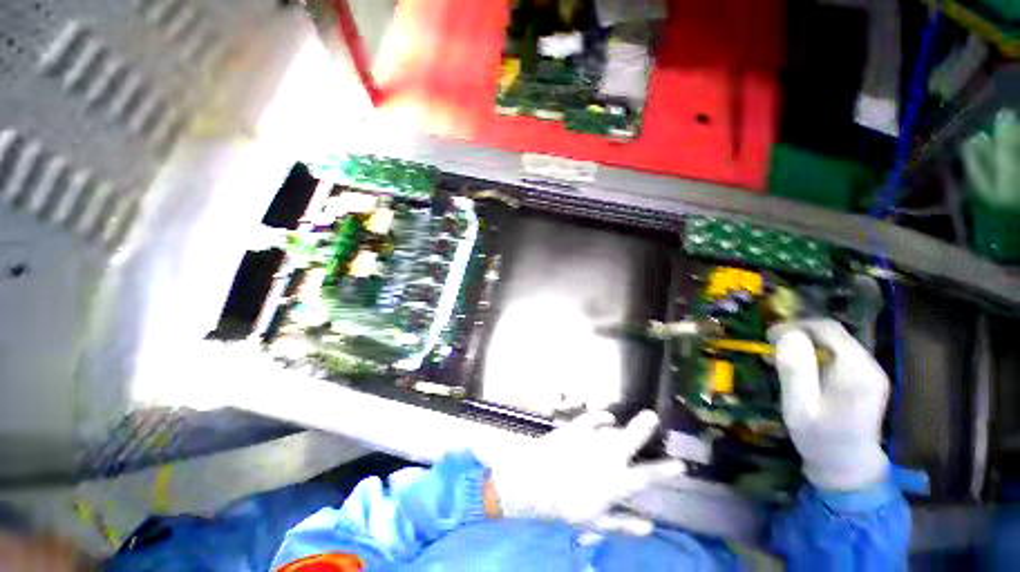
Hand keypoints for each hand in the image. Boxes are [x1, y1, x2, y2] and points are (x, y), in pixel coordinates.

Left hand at [488, 410, 683, 534]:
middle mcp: (607, 457)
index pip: (646, 476)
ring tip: (625, 429)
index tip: (681, 465)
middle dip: (643, 429)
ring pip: (613, 430)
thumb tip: (650, 526)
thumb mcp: (597, 522)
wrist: (536, 482)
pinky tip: (608, 417)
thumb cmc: (567, 506)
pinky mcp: (576, 428)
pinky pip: (593, 418)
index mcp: (615, 482)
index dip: (665, 471)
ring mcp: (591, 439)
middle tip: (654, 416)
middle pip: (630, 440)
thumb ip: (624, 524)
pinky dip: (602, 417)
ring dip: (621, 429)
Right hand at [769, 319, 889, 490]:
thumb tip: (787, 335)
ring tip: (781, 358)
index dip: (795, 326)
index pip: (827, 329)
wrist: (849, 467)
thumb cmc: (819, 439)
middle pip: (833, 333)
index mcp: (855, 372)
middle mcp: (870, 366)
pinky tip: (801, 368)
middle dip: (799, 334)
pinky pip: (841, 354)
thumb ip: (795, 370)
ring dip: (806, 344)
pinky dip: (817, 354)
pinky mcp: (868, 378)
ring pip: (836, 342)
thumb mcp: (798, 407)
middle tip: (771, 347)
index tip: (769, 336)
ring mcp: (872, 372)